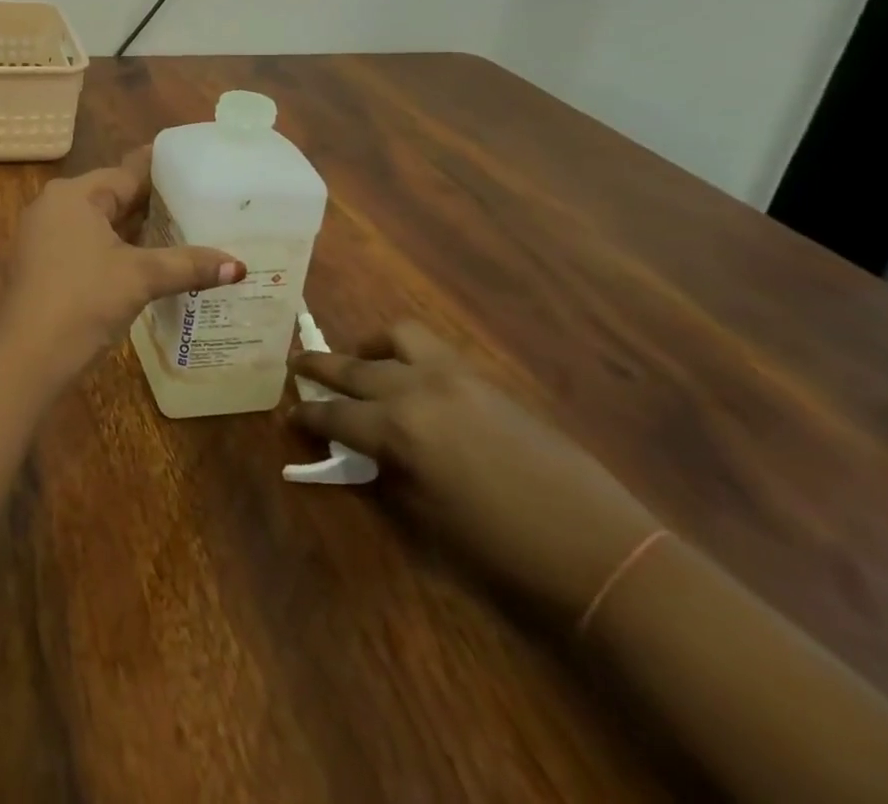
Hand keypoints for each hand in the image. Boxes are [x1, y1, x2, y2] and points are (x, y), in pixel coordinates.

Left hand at [0, 147, 241, 386]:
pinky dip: (118, 248)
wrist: (27, 356)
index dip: (163, 173)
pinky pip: (89, 244)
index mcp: (74, 194)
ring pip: (101, 223)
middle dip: (152, 203)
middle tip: (199, 202)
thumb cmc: (83, 301)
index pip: (127, 174)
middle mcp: (55, 206)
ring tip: (183, 229)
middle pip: (113, 197)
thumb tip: (239, 265)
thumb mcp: (141, 277)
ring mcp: (45, 236)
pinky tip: (148, 260)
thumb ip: (188, 264)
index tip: (196, 167)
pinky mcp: (45, 264)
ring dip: (136, 229)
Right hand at [291, 322, 659, 618]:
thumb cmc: (502, 550)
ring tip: (363, 363)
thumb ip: (381, 473)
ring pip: (395, 337)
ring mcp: (453, 377)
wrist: (598, 549)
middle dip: (318, 367)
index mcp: (398, 430)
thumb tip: (355, 450)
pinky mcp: (483, 378)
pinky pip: (431, 350)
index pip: (334, 415)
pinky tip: (411, 378)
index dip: (307, 417)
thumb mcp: (425, 520)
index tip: (290, 416)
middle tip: (297, 367)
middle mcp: (417, 390)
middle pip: (352, 367)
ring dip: (369, 347)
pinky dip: (407, 354)